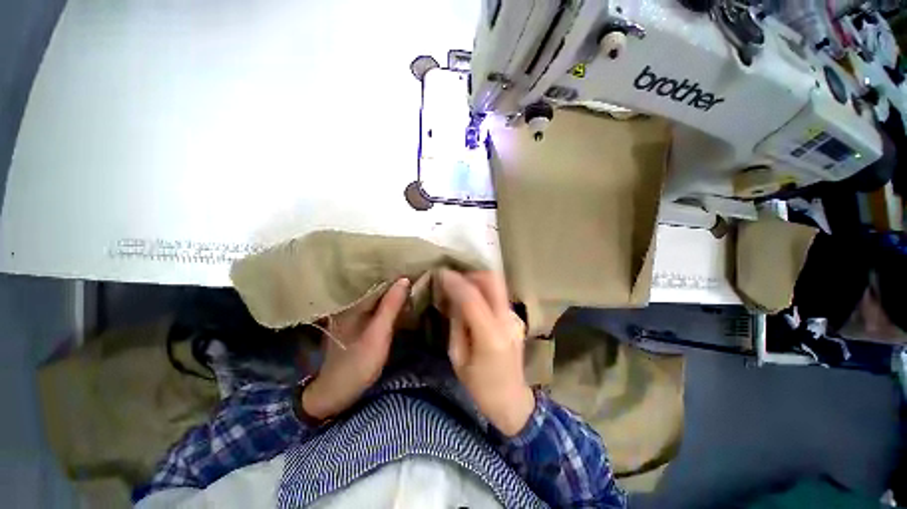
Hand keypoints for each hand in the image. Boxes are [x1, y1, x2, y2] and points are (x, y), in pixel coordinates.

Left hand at [301, 278, 409, 419]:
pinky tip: (399, 301)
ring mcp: (352, 313)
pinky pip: (374, 306)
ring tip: (411, 284)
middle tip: (417, 274)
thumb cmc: (358, 363)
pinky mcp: (356, 323)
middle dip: (395, 281)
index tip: (415, 268)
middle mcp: (349, 304)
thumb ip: (391, 306)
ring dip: (392, 292)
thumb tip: (405, 279)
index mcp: (352, 303)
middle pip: (376, 286)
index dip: (396, 275)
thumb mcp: (378, 334)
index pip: (377, 280)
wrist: (335, 392)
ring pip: (376, 296)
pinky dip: (387, 303)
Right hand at [438, 269, 534, 435]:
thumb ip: (456, 324)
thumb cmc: (480, 386)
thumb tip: (452, 298)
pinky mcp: (517, 318)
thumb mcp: (458, 358)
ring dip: (478, 281)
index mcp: (491, 337)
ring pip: (497, 285)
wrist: (512, 401)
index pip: (472, 298)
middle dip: (472, 274)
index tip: (441, 273)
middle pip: (493, 281)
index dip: (455, 282)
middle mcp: (507, 321)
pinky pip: (498, 297)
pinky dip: (484, 293)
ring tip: (461, 287)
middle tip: (454, 277)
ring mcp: (515, 318)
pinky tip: (474, 303)